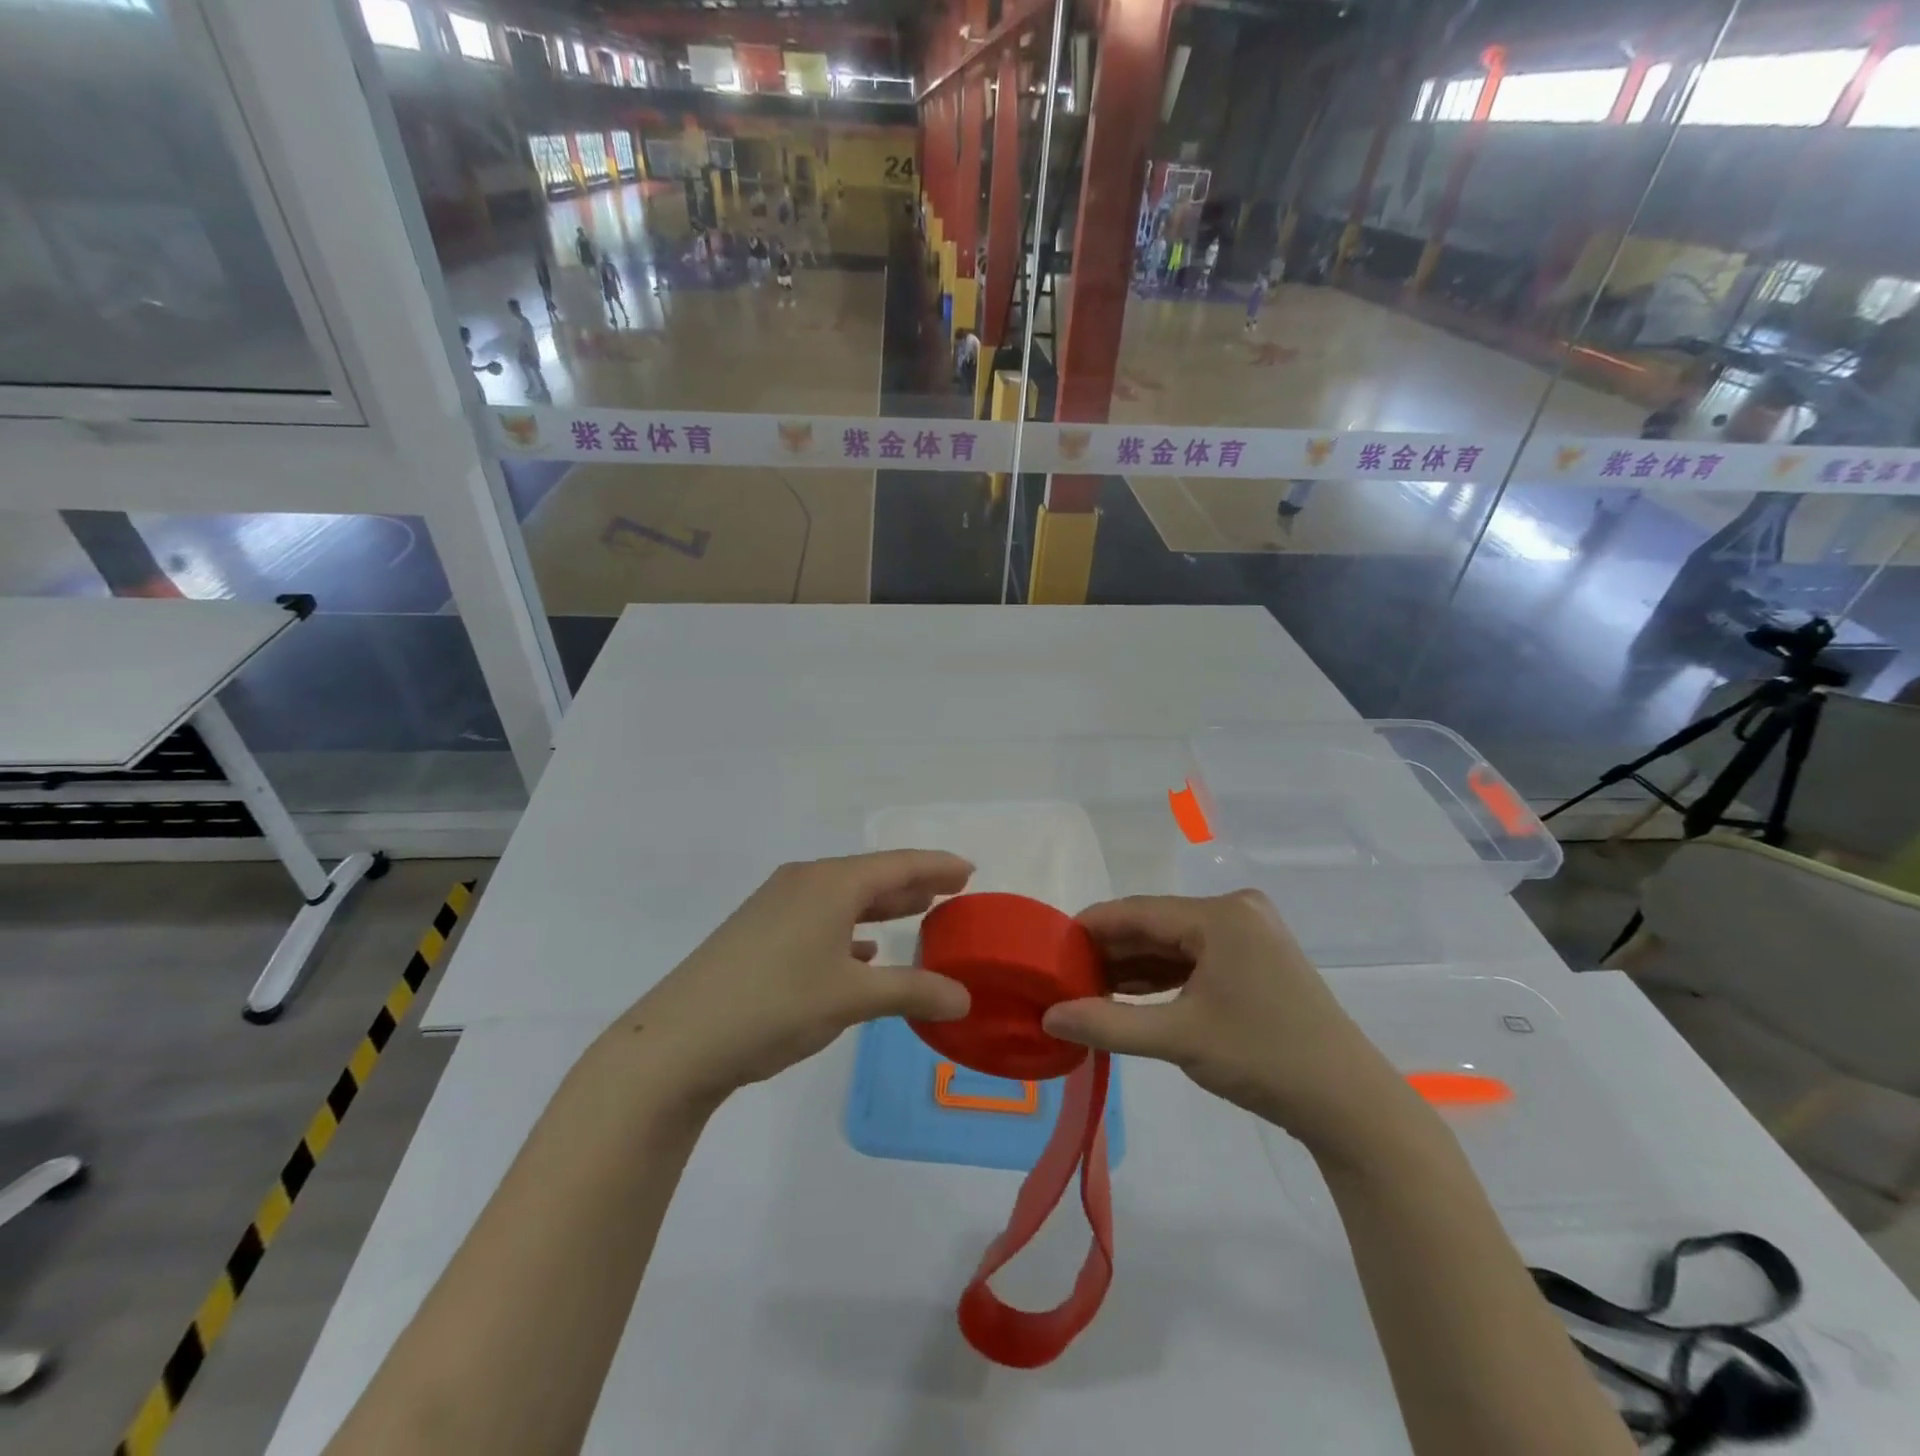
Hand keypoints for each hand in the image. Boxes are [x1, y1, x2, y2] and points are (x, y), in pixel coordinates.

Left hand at [615, 851, 974, 1105]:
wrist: (677, 1041)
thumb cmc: (774, 1005)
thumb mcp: (851, 999)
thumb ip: (912, 992)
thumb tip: (963, 998)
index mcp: (831, 884)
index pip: (898, 864)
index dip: (937, 866)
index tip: (969, 870)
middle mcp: (804, 882)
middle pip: (870, 876)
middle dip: (912, 884)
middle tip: (949, 891)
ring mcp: (776, 906)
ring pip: (843, 897)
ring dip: (880, 906)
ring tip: (914, 913)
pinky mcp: (758, 931)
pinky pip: (819, 918)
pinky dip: (849, 929)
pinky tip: (862, 953)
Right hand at [1042, 891, 1403, 1148]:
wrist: (1350, 1105)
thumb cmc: (1264, 1060)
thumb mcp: (1179, 1039)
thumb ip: (1108, 1023)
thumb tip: (1050, 1017)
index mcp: (1220, 915)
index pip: (1136, 911)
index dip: (1089, 928)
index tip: (1049, 951)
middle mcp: (1235, 910)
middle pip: (1155, 925)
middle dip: (1110, 952)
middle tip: (1064, 978)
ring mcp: (1250, 933)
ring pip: (1174, 942)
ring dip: (1134, 966)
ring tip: (1088, 990)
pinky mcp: (1256, 957)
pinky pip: (1196, 957)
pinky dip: (1164, 976)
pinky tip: (1130, 995)